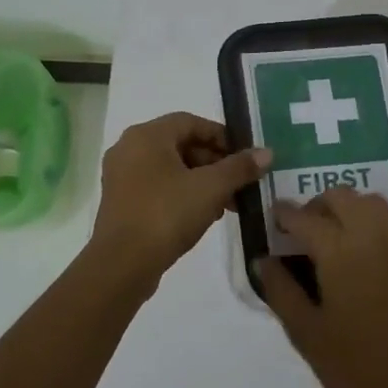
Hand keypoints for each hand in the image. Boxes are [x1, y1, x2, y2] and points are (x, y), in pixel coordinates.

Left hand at [90, 113, 270, 280]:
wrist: (122, 265)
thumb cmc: (166, 215)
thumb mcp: (211, 188)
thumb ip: (239, 167)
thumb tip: (266, 153)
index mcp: (147, 136)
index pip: (191, 122)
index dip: (221, 136)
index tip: (244, 157)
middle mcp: (129, 148)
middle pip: (181, 145)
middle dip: (215, 163)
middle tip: (239, 184)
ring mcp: (122, 176)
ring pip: (171, 168)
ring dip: (202, 181)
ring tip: (227, 204)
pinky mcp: (121, 201)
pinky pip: (158, 187)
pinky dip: (183, 194)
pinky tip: (204, 215)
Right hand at [254, 188, 387, 387]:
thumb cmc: (358, 365)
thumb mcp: (307, 334)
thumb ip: (281, 291)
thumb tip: (263, 259)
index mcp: (340, 251)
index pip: (305, 218)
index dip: (285, 214)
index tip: (273, 218)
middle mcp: (372, 236)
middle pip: (341, 197)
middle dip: (317, 204)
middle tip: (302, 229)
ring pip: (370, 201)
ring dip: (347, 206)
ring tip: (332, 234)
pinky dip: (371, 218)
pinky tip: (361, 248)